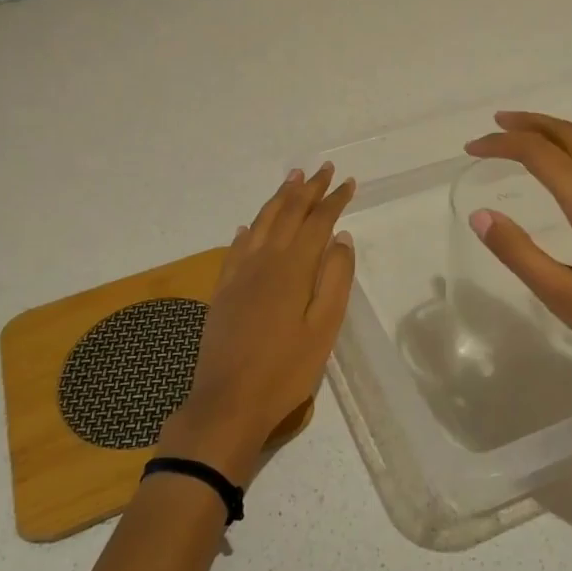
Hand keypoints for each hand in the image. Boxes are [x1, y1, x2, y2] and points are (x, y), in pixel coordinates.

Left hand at [160, 164, 355, 484]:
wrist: (228, 402)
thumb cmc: (285, 370)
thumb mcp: (324, 328)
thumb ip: (336, 279)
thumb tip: (341, 238)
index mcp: (293, 267)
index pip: (318, 221)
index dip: (334, 200)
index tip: (348, 182)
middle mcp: (264, 259)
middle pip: (288, 213)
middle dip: (308, 189)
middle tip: (324, 168)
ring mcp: (239, 273)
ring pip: (261, 222)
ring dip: (279, 198)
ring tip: (292, 179)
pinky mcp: (223, 289)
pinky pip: (237, 246)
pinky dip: (249, 229)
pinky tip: (249, 226)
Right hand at [463, 112, 571, 417]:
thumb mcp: (567, 300)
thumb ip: (520, 254)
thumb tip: (481, 215)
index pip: (540, 154)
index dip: (501, 144)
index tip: (471, 150)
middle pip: (570, 135)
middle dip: (529, 123)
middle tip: (494, 125)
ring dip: (556, 133)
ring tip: (526, 138)